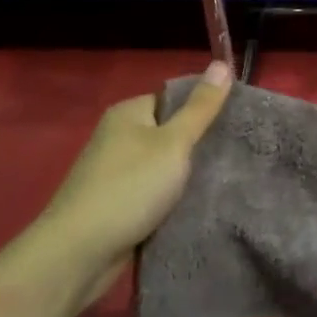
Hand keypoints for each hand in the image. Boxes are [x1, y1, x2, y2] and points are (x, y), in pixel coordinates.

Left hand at [40, 61, 232, 300]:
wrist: (78, 254)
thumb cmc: (129, 188)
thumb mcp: (174, 143)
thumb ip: (201, 107)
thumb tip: (222, 62)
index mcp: (129, 112)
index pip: (176, 98)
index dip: (206, 107)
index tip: (238, 122)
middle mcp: (119, 136)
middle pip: (171, 131)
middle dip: (200, 144)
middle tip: (236, 154)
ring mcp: (115, 171)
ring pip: (165, 165)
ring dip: (187, 174)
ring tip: (225, 180)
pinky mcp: (117, 203)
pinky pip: (154, 191)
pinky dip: (173, 198)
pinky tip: (198, 205)